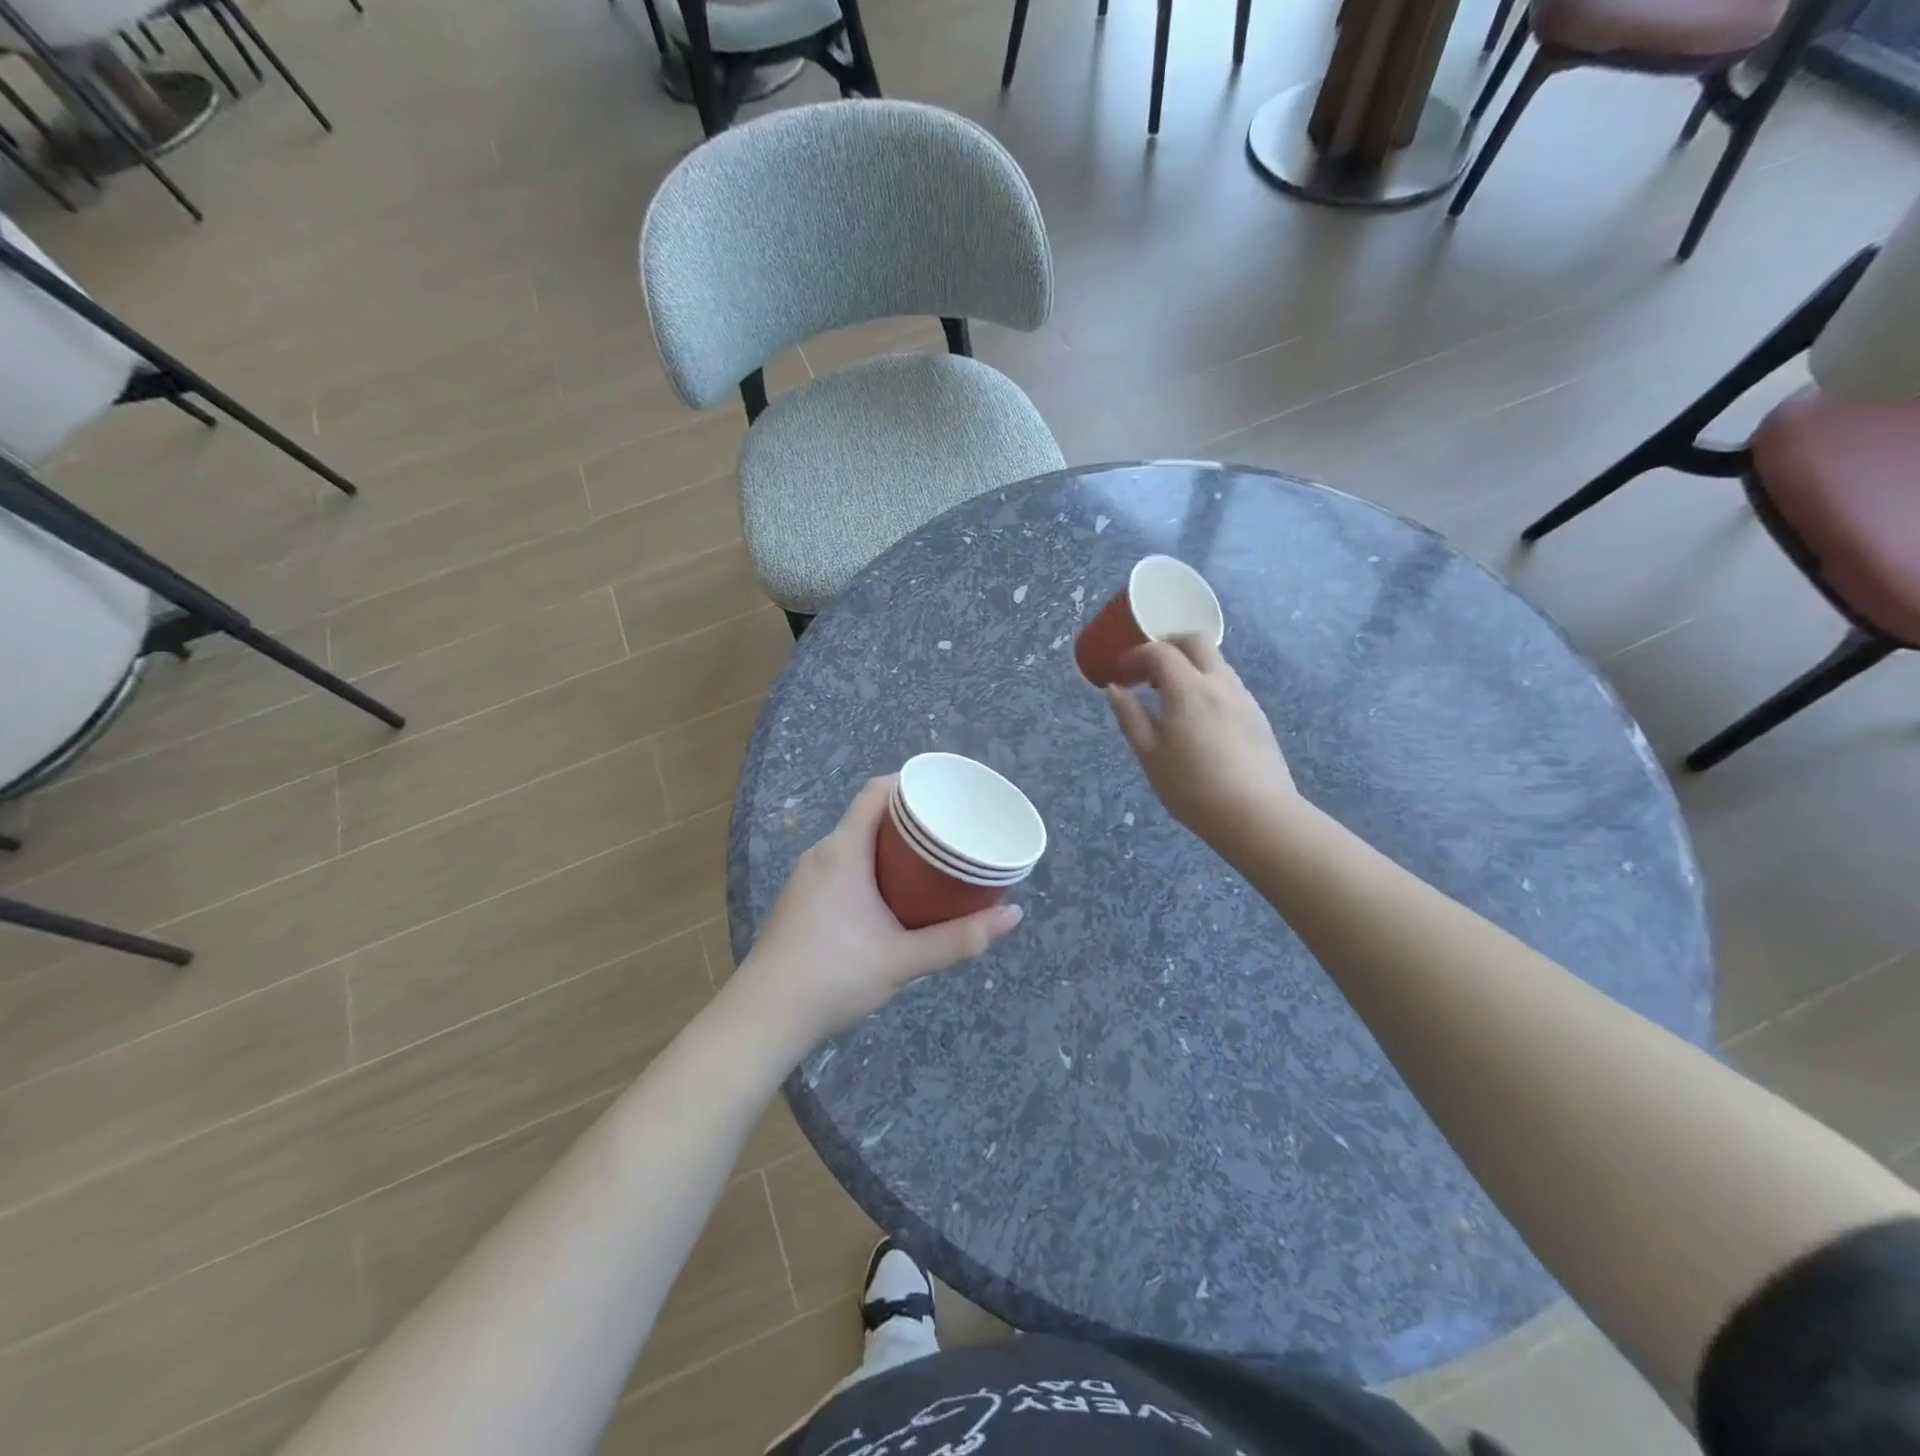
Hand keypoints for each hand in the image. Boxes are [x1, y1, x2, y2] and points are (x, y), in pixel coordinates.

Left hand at [735, 777, 1024, 1045]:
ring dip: (889, 849)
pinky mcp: (800, 904)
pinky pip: (841, 869)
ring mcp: (806, 880)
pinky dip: (869, 869)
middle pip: (868, 818)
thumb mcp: (905, 958)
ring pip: (854, 846)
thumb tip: (1014, 915)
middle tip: (949, 833)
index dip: (909, 784)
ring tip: (928, 864)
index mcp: (843, 851)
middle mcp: (821, 855)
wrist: (764, 1018)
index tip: (945, 794)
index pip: (875, 792)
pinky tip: (890, 899)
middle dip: (909, 820)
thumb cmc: (835, 975)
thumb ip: (961, 939)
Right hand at [1106, 636, 1295, 849]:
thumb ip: (1130, 716)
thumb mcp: (1149, 754)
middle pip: (1194, 642)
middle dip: (1167, 646)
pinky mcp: (1257, 715)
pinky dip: (1206, 684)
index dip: (1135, 655)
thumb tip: (1115, 689)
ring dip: (1188, 665)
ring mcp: (1243, 697)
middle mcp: (1219, 682)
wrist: (1256, 814)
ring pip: (1215, 662)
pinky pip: (1227, 683)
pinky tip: (1196, 716)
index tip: (1120, 672)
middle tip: (1146, 670)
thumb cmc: (1192, 787)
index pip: (1160, 651)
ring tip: (1169, 695)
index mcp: (1188, 689)